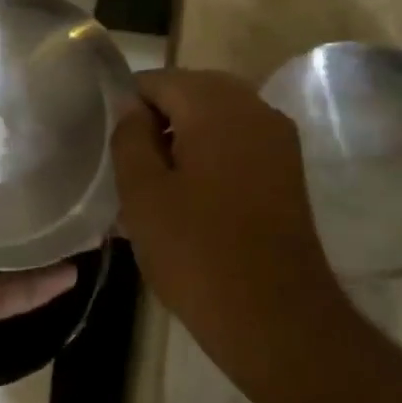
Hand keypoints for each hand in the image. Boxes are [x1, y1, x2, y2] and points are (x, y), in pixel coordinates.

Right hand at [110, 69, 352, 387]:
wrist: (279, 321)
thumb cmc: (198, 252)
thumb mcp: (142, 193)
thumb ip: (129, 136)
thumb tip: (131, 108)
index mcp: (215, 104)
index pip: (155, 81)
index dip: (127, 110)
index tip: (114, 151)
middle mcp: (253, 107)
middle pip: (187, 94)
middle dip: (156, 123)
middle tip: (132, 170)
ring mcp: (277, 138)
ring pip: (213, 119)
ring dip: (182, 141)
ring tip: (157, 189)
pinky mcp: (287, 169)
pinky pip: (236, 143)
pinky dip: (210, 157)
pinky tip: (191, 199)